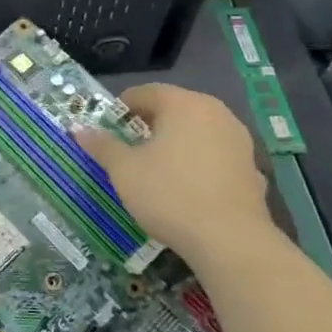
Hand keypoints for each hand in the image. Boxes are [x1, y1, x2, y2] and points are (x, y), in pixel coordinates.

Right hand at [76, 85, 273, 269]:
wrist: (229, 239)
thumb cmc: (169, 193)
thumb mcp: (124, 170)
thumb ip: (102, 146)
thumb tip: (79, 130)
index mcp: (183, 104)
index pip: (146, 92)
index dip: (122, 107)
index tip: (108, 127)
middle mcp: (216, 113)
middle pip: (175, 109)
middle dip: (150, 124)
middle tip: (128, 146)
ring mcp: (239, 141)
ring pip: (198, 132)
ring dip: (176, 143)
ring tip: (157, 168)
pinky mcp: (252, 169)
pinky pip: (216, 158)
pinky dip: (200, 165)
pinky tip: (188, 189)